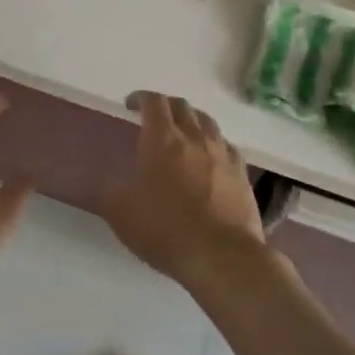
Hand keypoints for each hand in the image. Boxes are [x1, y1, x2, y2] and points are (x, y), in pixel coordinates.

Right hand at [102, 92, 270, 293]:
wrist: (222, 256)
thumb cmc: (166, 230)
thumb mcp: (122, 214)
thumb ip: (112, 190)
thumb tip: (112, 181)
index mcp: (162, 140)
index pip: (153, 102)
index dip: (141, 98)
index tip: (131, 104)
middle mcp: (194, 137)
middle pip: (182, 106)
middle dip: (166, 106)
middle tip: (155, 117)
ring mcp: (222, 153)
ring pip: (207, 122)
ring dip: (192, 120)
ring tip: (184, 132)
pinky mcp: (242, 173)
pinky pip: (226, 146)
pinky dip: (214, 144)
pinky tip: (211, 158)